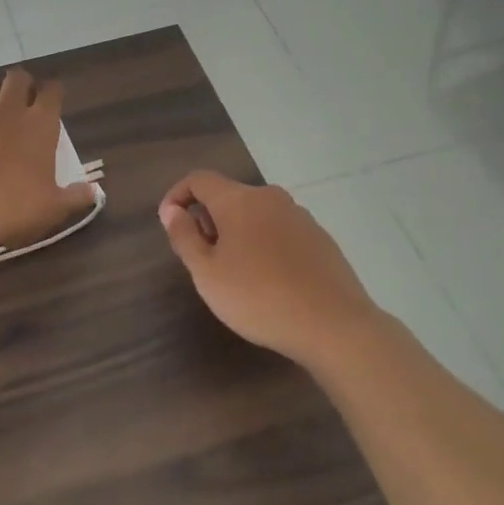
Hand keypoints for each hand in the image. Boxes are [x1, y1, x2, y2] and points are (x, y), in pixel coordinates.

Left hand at [0, 70, 95, 254]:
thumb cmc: (15, 209)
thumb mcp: (54, 208)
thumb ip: (75, 196)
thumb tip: (93, 192)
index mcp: (39, 125)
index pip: (52, 92)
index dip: (53, 92)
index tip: (53, 100)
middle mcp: (6, 111)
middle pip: (16, 78)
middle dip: (21, 83)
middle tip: (22, 99)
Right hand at [159, 171, 384, 367]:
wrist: (333, 325)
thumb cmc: (258, 297)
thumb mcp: (207, 273)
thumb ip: (184, 237)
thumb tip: (171, 210)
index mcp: (239, 200)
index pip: (199, 179)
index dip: (178, 195)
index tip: (169, 223)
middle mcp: (270, 198)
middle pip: (229, 196)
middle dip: (208, 219)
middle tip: (203, 258)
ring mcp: (300, 216)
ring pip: (256, 214)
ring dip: (237, 233)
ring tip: (236, 273)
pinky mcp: (320, 238)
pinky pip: (280, 231)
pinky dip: (264, 245)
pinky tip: (269, 280)